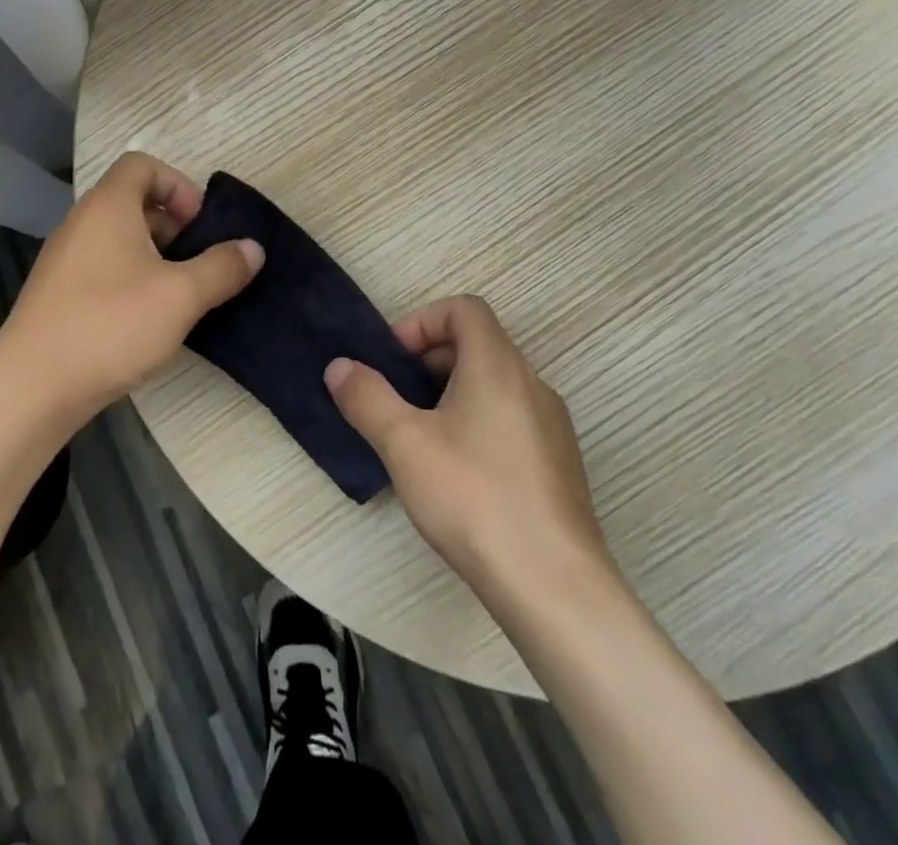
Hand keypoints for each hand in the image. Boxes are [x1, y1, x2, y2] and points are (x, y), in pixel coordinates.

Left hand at [0, 153, 263, 418]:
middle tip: (195, 262)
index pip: (142, 165)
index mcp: (108, 207)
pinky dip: (129, 278)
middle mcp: (81, 222)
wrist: (33, 386)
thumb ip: (222, 267)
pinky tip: (145, 320)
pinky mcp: (57, 292)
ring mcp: (64, 258)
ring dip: (153, 255)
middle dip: (171, 225)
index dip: (177, 185)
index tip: (198, 225)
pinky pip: (101, 266)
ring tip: (177, 295)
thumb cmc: (111, 325)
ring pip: (117, 238)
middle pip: (131, 200)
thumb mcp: (181, 296)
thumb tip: (253, 247)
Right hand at [325, 294, 614, 598]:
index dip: (422, 321)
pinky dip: (477, 423)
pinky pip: (511, 419)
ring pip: (494, 385)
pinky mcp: (558, 466)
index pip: (465, 309)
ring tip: (419, 437)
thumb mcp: (403, 443)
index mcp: (498, 366)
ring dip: (451, 393)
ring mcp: (551, 427)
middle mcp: (532, 385)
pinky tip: (456, 473)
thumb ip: (366, 397)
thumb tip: (339, 367)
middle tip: (397, 398)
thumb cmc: (473, 497)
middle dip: (430, 360)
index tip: (394, 360)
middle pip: (478, 344)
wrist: (554, 587)